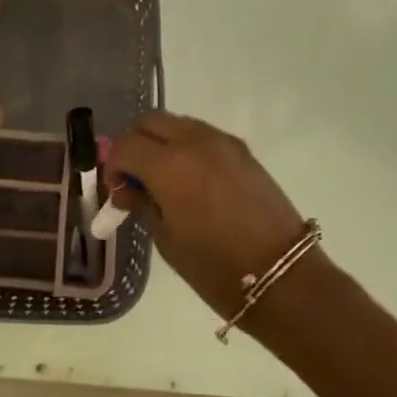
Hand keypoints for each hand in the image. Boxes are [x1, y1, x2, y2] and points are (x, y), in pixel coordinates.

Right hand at [105, 112, 311, 319]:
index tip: (117, 191)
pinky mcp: (241, 148)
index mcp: (169, 165)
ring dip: (160, 142)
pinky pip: (202, 134)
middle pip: (149, 121)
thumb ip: (142, 204)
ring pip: (176, 123)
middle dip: (134, 144)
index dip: (113, 166)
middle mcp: (194, 141)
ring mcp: (221, 140)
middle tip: (134, 178)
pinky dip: (186, 146)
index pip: (125, 145)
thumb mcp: (167, 240)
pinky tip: (192, 180)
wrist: (283, 275)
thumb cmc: (216, 267)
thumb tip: (127, 188)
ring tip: (163, 179)